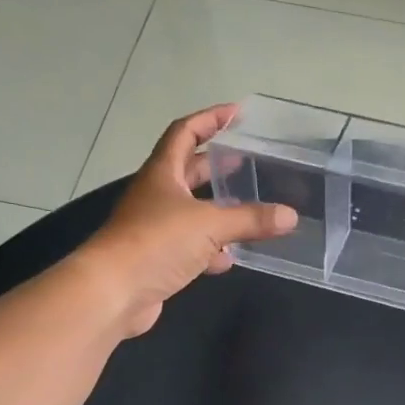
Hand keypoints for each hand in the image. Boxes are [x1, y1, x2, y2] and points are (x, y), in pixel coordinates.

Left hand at [79, 104, 296, 336]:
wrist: (113, 292)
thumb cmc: (156, 243)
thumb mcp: (209, 225)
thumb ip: (251, 219)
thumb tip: (290, 216)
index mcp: (163, 173)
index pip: (185, 133)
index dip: (209, 119)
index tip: (235, 112)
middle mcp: (157, 196)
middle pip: (189, 172)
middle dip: (216, 166)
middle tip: (247, 162)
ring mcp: (155, 228)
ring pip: (192, 212)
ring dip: (218, 210)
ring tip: (249, 209)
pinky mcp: (159, 259)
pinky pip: (191, 246)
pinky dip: (211, 250)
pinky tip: (230, 257)